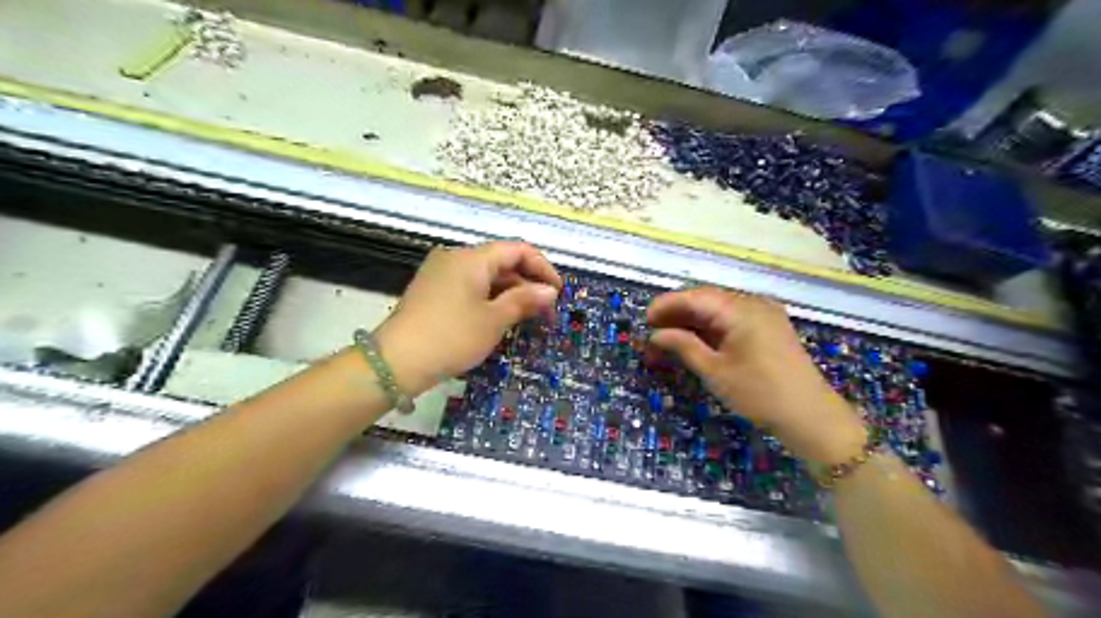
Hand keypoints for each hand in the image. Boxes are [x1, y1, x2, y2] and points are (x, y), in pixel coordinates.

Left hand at [378, 241, 560, 395]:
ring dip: (510, 293)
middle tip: (545, 311)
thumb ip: (524, 300)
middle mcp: (455, 258)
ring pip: (486, 275)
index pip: (517, 250)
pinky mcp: (433, 290)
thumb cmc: (451, 337)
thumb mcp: (494, 320)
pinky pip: (470, 286)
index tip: (557, 293)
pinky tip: (499, 318)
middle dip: (527, 283)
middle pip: (501, 261)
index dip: (543, 268)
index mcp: (472, 258)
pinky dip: (490, 298)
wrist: (396, 362)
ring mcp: (441, 273)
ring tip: (526, 317)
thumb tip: (549, 291)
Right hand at [648, 288, 867, 464]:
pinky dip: (711, 327)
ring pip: (719, 309)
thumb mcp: (715, 371)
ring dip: (693, 321)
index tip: (644, 319)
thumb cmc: (759, 394)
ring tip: (668, 337)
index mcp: (741, 309)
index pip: (695, 297)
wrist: (810, 416)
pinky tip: (695, 339)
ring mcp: (764, 313)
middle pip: (707, 299)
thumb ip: (684, 346)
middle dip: (678, 313)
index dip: (667, 305)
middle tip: (653, 331)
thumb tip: (656, 334)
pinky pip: (733, 319)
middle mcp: (753, 303)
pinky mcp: (769, 327)